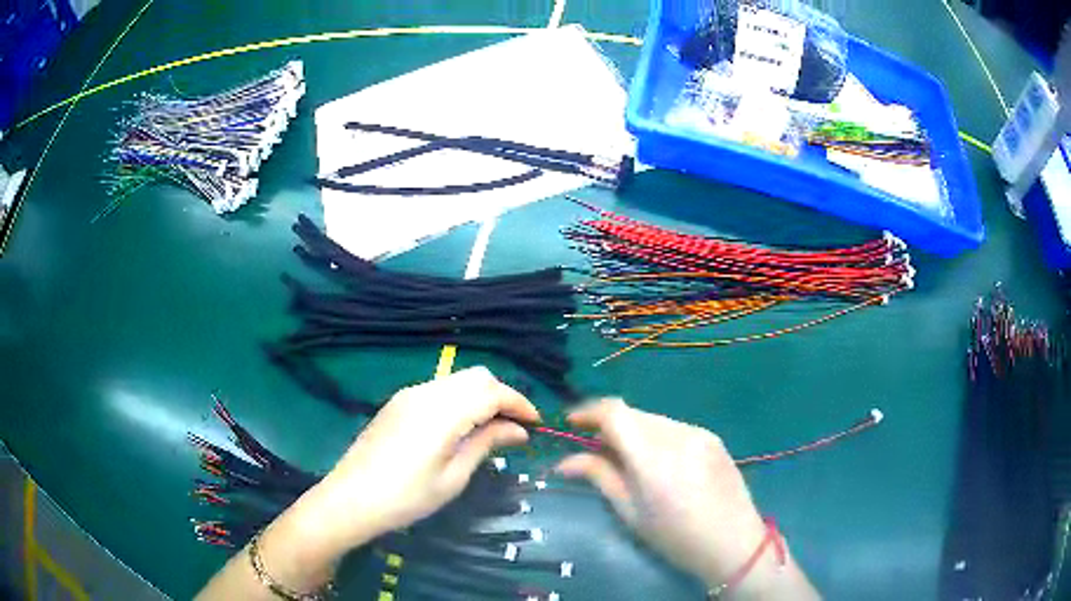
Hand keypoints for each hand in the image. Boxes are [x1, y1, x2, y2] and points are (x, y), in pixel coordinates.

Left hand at [296, 366, 540, 557]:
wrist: (350, 499)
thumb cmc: (406, 498)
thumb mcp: (453, 477)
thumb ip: (486, 443)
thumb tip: (519, 430)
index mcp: (442, 412)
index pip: (492, 392)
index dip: (520, 403)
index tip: (537, 424)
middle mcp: (426, 392)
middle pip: (476, 376)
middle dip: (502, 395)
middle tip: (515, 427)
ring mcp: (408, 395)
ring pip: (457, 380)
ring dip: (481, 396)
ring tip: (492, 429)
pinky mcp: (398, 402)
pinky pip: (439, 389)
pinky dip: (460, 400)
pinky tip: (462, 427)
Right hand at [556, 399, 814, 597]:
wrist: (734, 543)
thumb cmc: (676, 537)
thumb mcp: (631, 513)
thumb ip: (599, 477)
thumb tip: (565, 461)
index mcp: (653, 457)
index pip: (614, 412)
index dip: (588, 412)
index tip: (571, 424)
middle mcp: (677, 435)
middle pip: (633, 413)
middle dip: (609, 424)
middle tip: (594, 448)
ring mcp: (699, 433)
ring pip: (653, 419)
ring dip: (633, 430)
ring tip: (627, 458)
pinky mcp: (713, 438)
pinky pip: (674, 427)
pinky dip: (656, 436)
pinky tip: (659, 462)